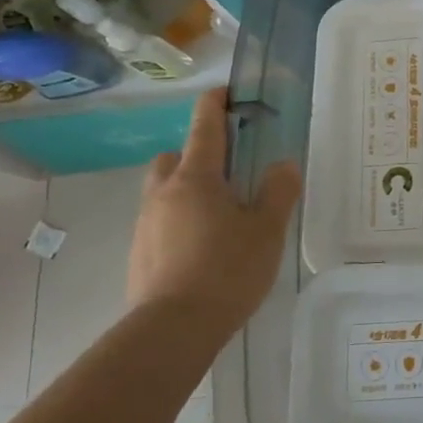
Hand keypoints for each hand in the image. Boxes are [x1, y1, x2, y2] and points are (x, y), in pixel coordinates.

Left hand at [127, 88, 300, 337]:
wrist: (172, 330)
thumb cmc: (226, 270)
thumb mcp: (267, 230)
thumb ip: (278, 192)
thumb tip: (283, 164)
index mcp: (196, 178)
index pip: (204, 126)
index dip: (215, 103)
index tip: (225, 92)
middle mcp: (164, 193)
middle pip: (175, 157)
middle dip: (196, 155)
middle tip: (228, 173)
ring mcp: (146, 224)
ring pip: (164, 191)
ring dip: (186, 190)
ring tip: (220, 216)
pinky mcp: (138, 253)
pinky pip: (160, 221)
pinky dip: (179, 221)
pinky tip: (203, 248)